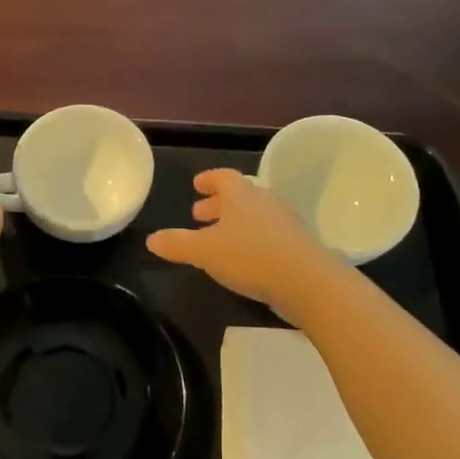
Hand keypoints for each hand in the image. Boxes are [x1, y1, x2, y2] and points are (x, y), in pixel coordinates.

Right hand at [146, 168, 344, 313]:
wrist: (307, 281)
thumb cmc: (250, 256)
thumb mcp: (204, 252)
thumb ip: (177, 244)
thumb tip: (151, 239)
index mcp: (241, 195)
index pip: (223, 177)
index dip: (208, 180)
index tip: (196, 185)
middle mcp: (264, 201)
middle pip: (239, 196)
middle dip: (218, 204)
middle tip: (199, 214)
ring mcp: (285, 222)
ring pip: (254, 215)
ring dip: (235, 222)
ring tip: (219, 238)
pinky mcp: (297, 244)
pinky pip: (268, 233)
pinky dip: (252, 238)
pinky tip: (244, 257)